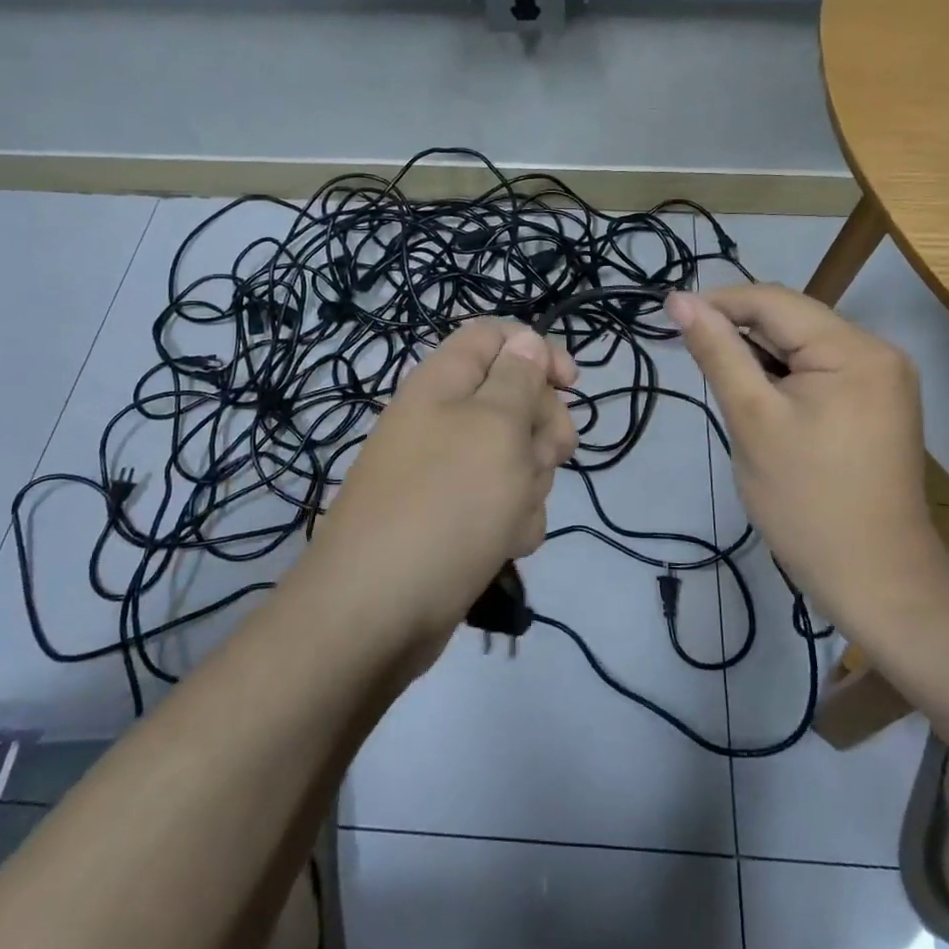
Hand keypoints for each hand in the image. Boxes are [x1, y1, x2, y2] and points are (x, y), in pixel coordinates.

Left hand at [313, 319, 578, 647]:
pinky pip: (502, 504)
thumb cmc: (445, 504)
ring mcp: (448, 473)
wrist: (377, 612)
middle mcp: (443, 420)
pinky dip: (511, 522)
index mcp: (443, 383)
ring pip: (516, 458)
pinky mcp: (454, 519)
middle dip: (542, 428)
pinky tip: (501, 545)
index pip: (494, 336)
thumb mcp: (494, 428)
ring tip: (509, 514)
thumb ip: (517, 379)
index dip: (536, 350)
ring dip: (528, 484)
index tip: (571, 384)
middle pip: (514, 399)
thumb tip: (524, 340)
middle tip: (547, 456)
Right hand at [667, 285, 948, 625]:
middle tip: (692, 358)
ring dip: (760, 357)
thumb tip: (681, 300)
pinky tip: (762, 403)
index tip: (670, 315)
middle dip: (739, 333)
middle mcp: (878, 351)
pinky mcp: (879, 403)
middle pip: (792, 321)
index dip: (718, 302)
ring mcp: (884, 378)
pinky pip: (821, 371)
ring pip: (804, 346)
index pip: (774, 301)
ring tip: (726, 388)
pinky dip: (785, 378)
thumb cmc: (806, 500)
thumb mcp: (752, 419)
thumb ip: (718, 353)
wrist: (876, 578)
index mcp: (854, 348)